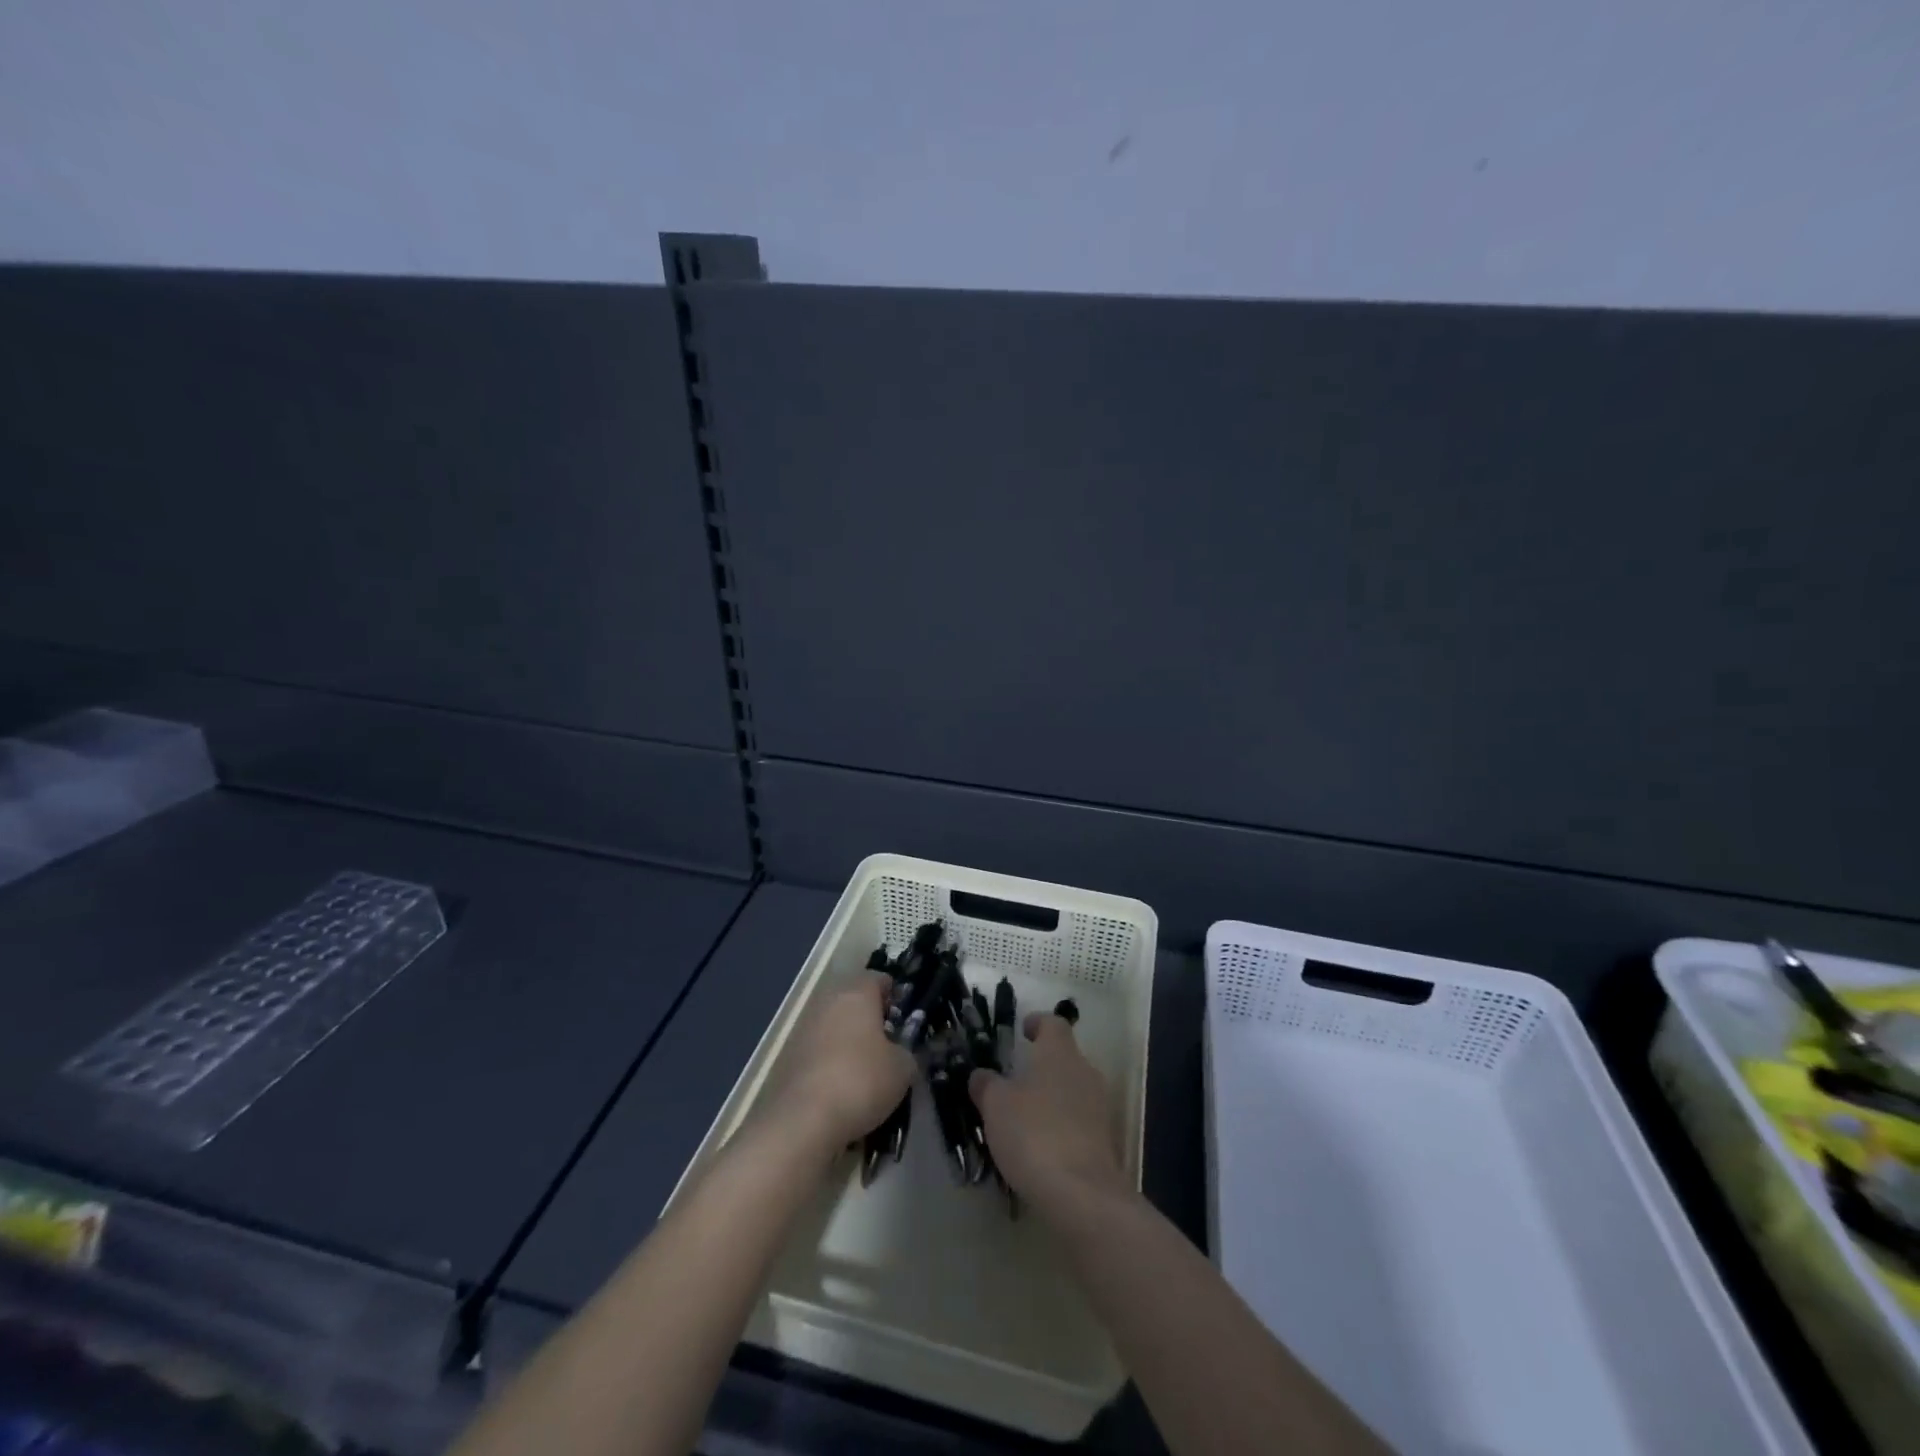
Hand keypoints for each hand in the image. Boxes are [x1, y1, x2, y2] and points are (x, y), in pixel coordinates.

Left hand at [776, 972, 914, 1150]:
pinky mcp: (790, 1058)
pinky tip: (845, 1091)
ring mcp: (805, 1029)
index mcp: (857, 994)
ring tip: (868, 1073)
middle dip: (872, 1020)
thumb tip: (900, 1053)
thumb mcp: (903, 1069)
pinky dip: (833, 1064)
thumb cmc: (862, 1080)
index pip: (879, 979)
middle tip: (890, 1046)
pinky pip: (820, 1053)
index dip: (895, 996)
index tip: (905, 1019)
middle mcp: (828, 1003)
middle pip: (854, 1002)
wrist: (804, 1120)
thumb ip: (907, 1052)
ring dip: (851, 1043)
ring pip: (836, 1028)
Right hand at [969, 1012, 1126, 1210]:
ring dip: (1052, 1098)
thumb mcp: (996, 1105)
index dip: (1038, 1023)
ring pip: (1073, 1090)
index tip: (1024, 1030)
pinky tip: (1042, 1147)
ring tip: (1025, 1117)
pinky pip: (1080, 1122)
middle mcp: (1085, 1072)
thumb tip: (981, 1075)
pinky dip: (1062, 1126)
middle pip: (1066, 1057)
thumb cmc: (1034, 1133)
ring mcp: (1100, 1108)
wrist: (1082, 1194)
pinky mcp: (1106, 1141)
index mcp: (1060, 1053)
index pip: (1053, 1023)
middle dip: (1043, 1065)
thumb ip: (986, 1085)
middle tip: (1016, 1079)